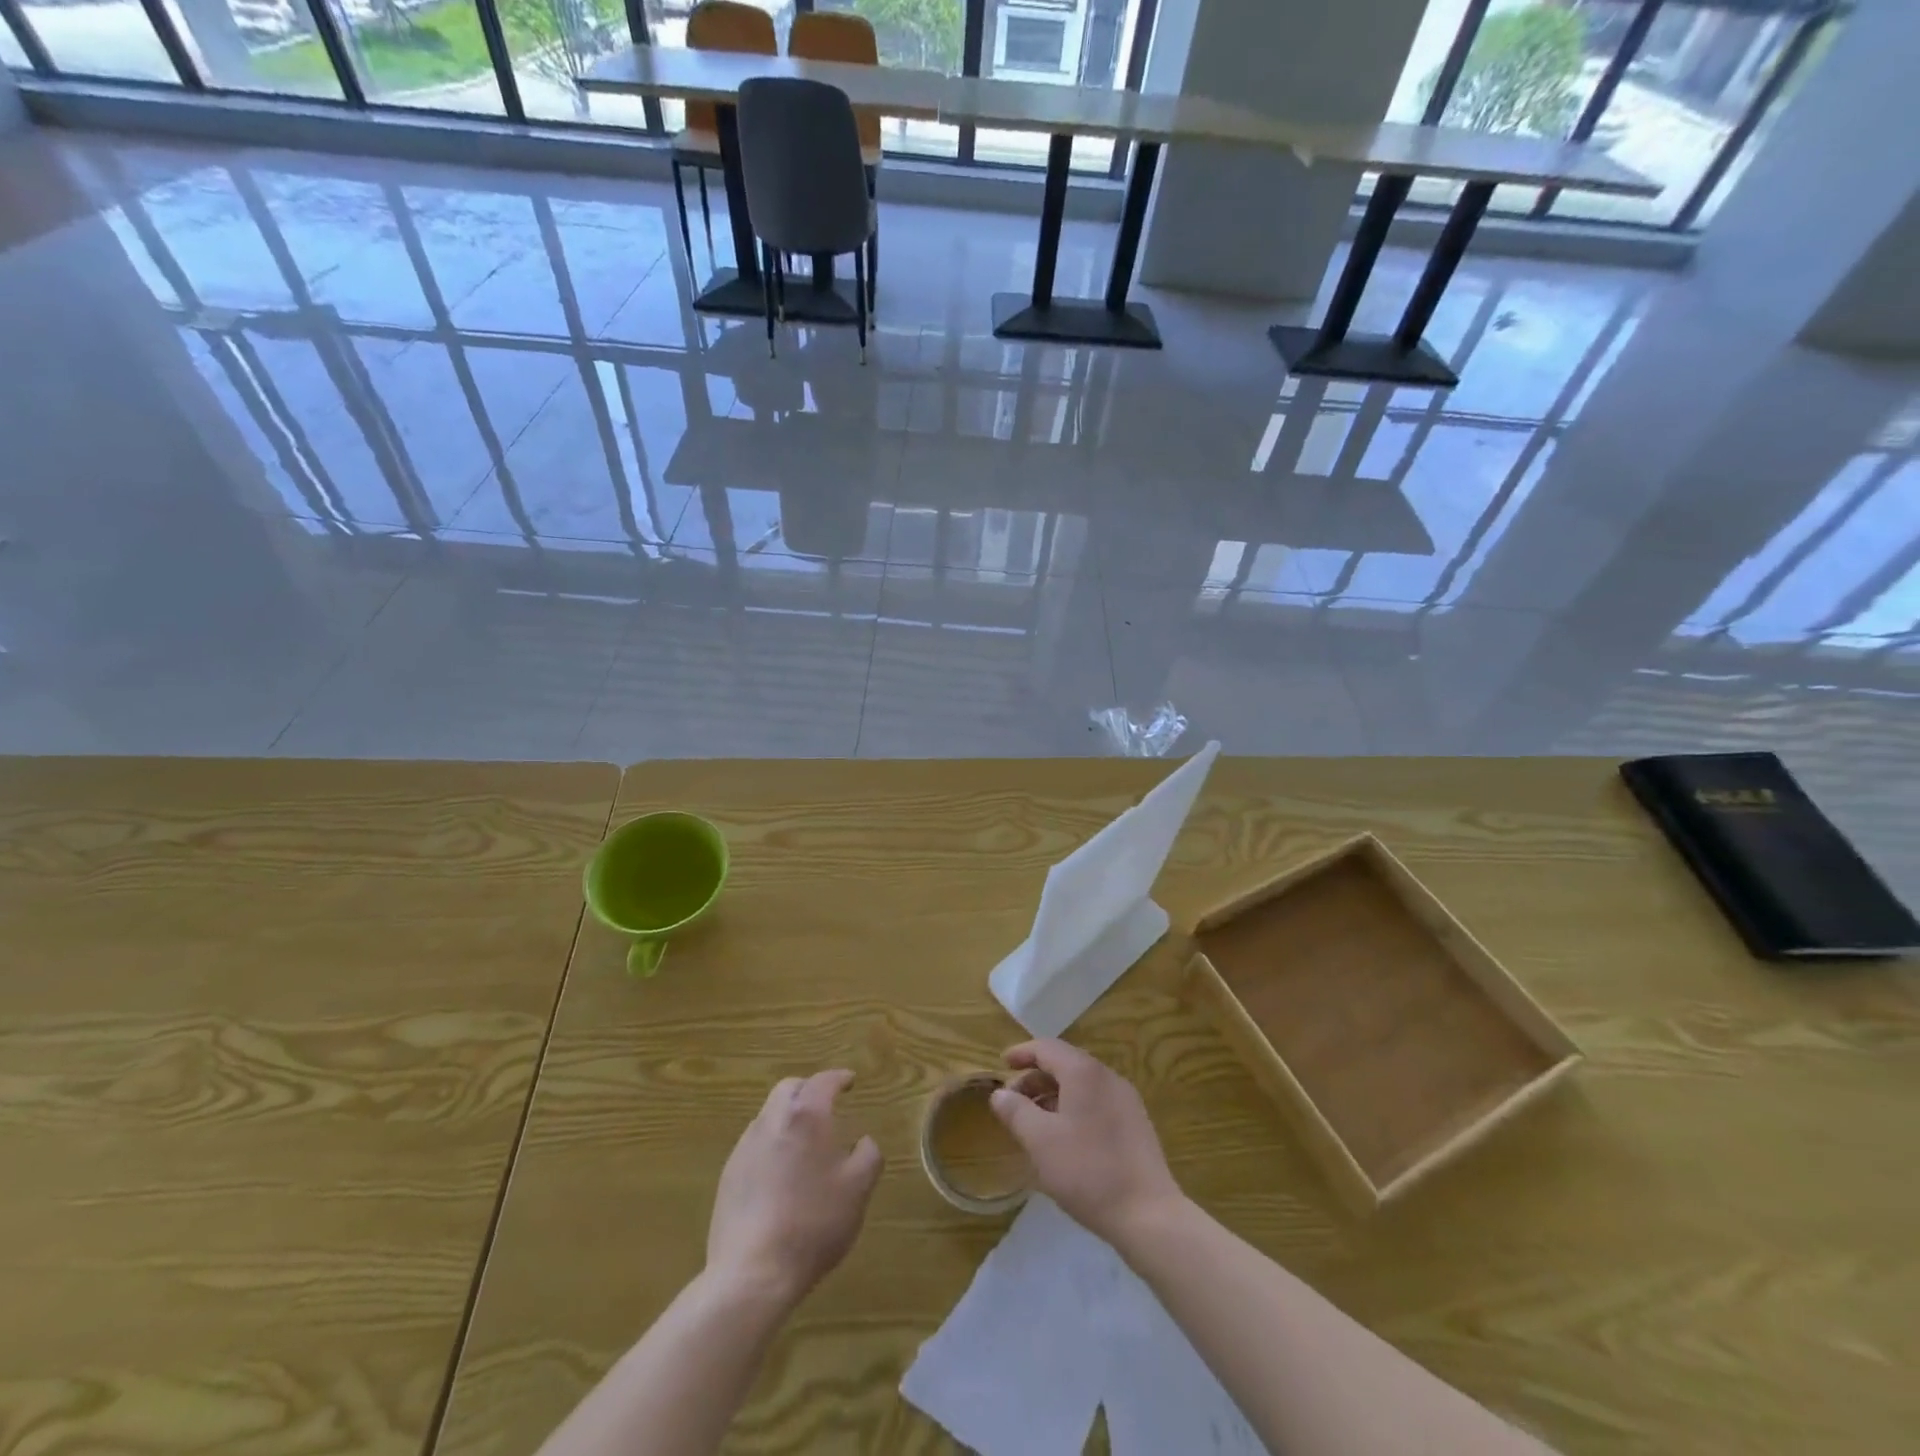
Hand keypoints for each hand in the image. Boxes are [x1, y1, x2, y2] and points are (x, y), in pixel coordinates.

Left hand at [707, 1069, 882, 1308]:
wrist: (753, 1273)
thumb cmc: (814, 1224)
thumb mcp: (858, 1189)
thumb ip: (868, 1155)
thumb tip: (864, 1141)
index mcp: (806, 1116)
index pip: (824, 1081)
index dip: (839, 1078)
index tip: (850, 1081)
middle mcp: (772, 1120)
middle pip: (789, 1089)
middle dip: (809, 1090)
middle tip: (826, 1105)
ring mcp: (745, 1147)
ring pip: (769, 1115)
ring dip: (788, 1117)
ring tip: (805, 1142)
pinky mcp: (729, 1174)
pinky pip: (754, 1144)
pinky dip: (772, 1144)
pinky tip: (781, 1174)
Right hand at [988, 1040, 1184, 1250]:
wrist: (1148, 1214)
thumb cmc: (1088, 1171)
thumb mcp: (1040, 1141)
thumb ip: (1016, 1112)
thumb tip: (1000, 1094)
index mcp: (1084, 1072)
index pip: (1047, 1048)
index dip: (1022, 1053)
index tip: (1002, 1064)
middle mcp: (1107, 1076)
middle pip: (1065, 1064)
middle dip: (1035, 1078)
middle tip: (1013, 1101)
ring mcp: (1125, 1100)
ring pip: (1081, 1085)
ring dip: (1053, 1095)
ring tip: (1034, 1122)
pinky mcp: (1135, 1123)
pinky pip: (1096, 1102)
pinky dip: (1073, 1108)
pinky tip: (1064, 1137)